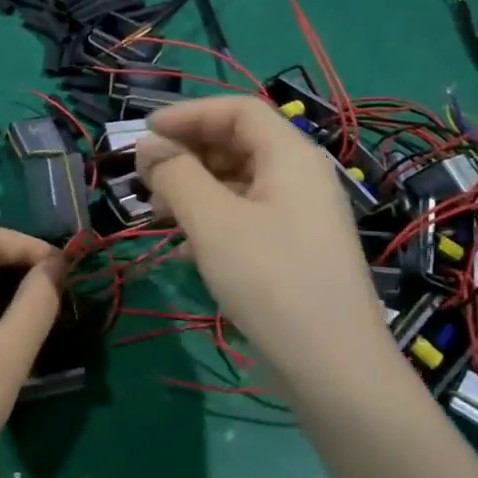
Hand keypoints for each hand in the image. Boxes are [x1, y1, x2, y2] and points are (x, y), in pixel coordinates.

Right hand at [134, 97, 395, 394]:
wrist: (333, 367)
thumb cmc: (271, 281)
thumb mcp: (213, 223)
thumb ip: (176, 175)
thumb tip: (147, 146)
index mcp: (291, 156)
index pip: (237, 110)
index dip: (188, 114)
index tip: (144, 134)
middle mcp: (301, 176)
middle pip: (239, 143)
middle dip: (188, 153)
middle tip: (146, 179)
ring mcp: (301, 215)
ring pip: (239, 181)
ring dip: (195, 187)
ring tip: (158, 213)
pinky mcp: (295, 249)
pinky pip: (247, 215)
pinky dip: (213, 218)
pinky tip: (186, 246)